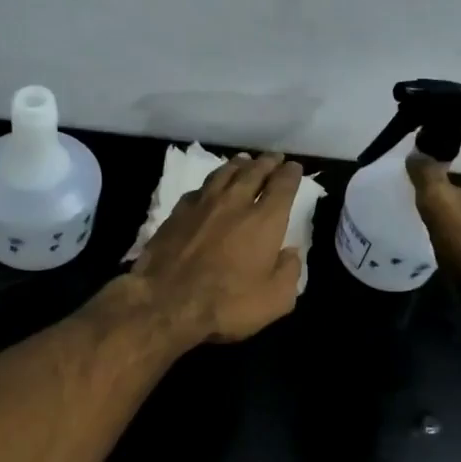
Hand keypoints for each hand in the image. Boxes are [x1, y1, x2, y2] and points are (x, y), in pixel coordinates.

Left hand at [130, 152, 303, 345]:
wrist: (166, 301)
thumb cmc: (227, 303)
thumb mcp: (275, 300)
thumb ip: (289, 272)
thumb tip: (291, 253)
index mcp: (265, 220)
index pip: (283, 186)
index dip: (291, 174)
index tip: (294, 167)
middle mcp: (236, 202)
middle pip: (254, 172)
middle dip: (267, 163)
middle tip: (273, 158)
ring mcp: (203, 204)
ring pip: (225, 173)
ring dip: (239, 164)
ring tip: (245, 161)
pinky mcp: (178, 212)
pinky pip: (200, 188)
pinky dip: (211, 183)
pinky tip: (211, 187)